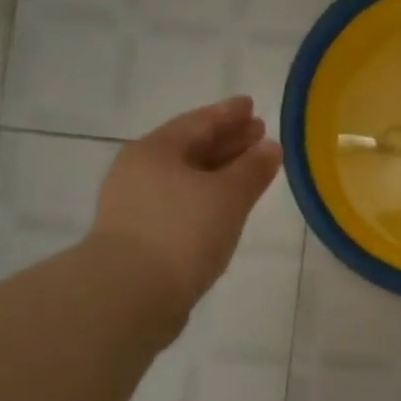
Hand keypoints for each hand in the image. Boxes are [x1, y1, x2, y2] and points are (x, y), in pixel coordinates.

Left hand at [91, 96, 282, 317]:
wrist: (130, 295)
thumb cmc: (181, 232)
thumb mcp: (227, 196)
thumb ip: (252, 169)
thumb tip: (270, 147)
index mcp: (155, 150)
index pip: (199, 122)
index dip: (228, 114)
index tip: (251, 106)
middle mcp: (140, 171)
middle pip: (190, 148)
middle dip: (227, 142)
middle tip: (258, 135)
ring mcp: (136, 206)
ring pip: (186, 179)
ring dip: (219, 173)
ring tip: (249, 173)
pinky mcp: (139, 237)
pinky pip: (181, 205)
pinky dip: (206, 199)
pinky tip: (224, 209)